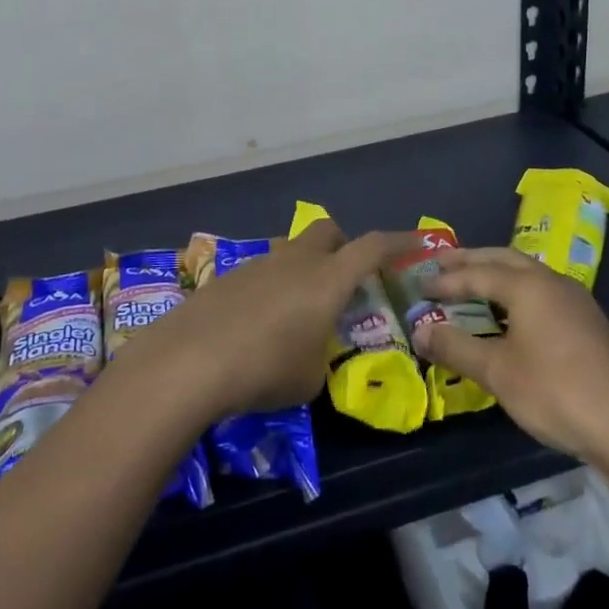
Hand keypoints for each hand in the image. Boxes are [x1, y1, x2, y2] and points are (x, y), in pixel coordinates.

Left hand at [134, 221, 422, 420]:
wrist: (188, 360)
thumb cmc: (264, 369)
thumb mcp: (310, 378)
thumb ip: (322, 355)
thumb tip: (312, 350)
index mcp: (328, 279)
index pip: (373, 247)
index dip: (399, 242)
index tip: (419, 241)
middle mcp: (296, 260)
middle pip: (328, 231)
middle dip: (343, 246)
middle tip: (344, 281)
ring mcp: (258, 264)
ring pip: (291, 250)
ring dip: (303, 270)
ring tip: (295, 313)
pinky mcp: (227, 277)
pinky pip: (262, 273)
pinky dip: (271, 288)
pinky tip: (257, 325)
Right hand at [410, 248, 608, 467]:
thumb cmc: (556, 392)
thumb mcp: (497, 372)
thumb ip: (455, 346)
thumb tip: (419, 330)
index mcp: (528, 285)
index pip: (476, 273)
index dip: (445, 279)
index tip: (419, 284)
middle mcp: (552, 282)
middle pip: (503, 259)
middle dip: (470, 260)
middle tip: (441, 264)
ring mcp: (575, 301)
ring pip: (527, 273)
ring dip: (495, 273)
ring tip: (471, 284)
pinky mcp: (588, 323)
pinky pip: (542, 292)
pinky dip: (516, 291)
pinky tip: (510, 314)